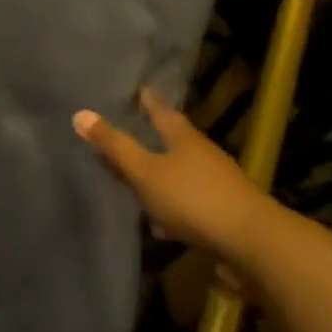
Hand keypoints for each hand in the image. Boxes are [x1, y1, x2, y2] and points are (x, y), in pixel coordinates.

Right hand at [73, 88, 269, 258]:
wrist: (251, 242)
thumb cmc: (193, 198)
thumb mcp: (146, 172)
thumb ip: (114, 147)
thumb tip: (80, 113)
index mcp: (184, 138)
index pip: (162, 111)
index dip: (148, 101)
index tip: (139, 89)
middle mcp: (203, 154)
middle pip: (175, 141)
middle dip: (155, 138)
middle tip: (133, 131)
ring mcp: (217, 184)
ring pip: (182, 174)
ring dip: (162, 176)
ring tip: (139, 181)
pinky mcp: (223, 213)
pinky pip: (189, 204)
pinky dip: (173, 208)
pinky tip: (162, 226)